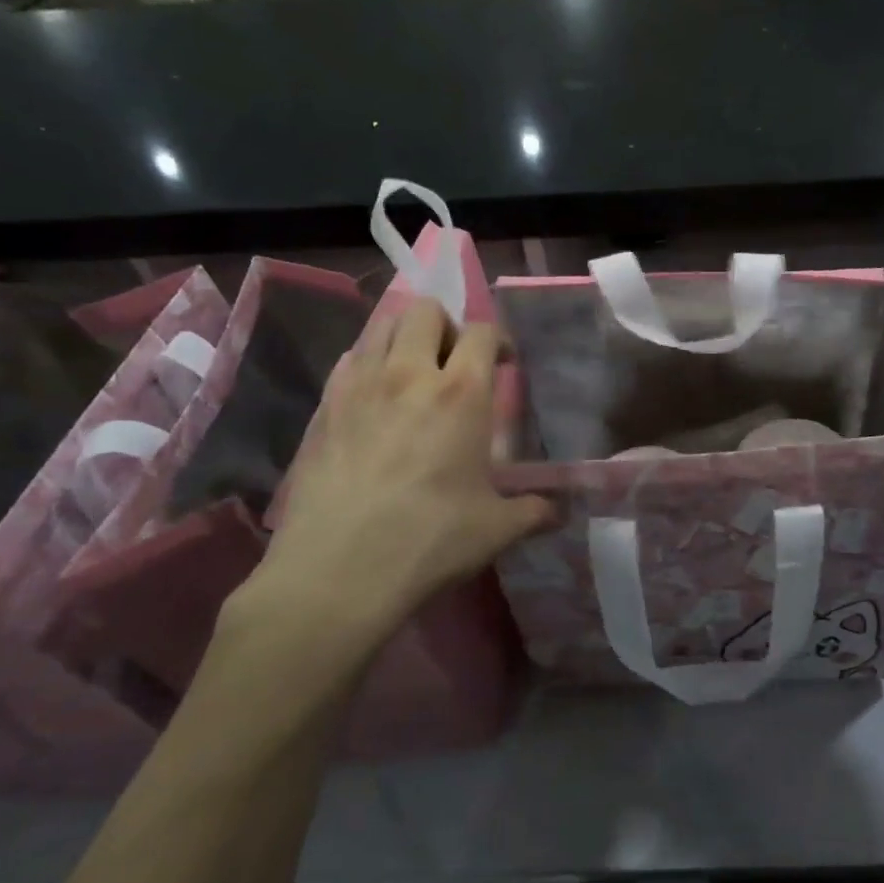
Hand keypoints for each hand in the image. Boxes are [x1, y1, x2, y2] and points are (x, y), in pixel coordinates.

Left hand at [221, 298, 551, 674]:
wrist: (338, 572)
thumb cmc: (430, 542)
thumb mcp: (497, 529)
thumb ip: (535, 511)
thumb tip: (560, 513)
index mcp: (461, 393)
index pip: (482, 331)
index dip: (498, 340)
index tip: (504, 363)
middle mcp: (409, 374)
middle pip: (425, 310)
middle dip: (446, 327)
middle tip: (454, 365)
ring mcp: (359, 386)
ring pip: (380, 325)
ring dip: (404, 338)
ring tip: (413, 376)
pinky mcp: (323, 407)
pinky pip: (349, 361)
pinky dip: (368, 365)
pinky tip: (375, 403)